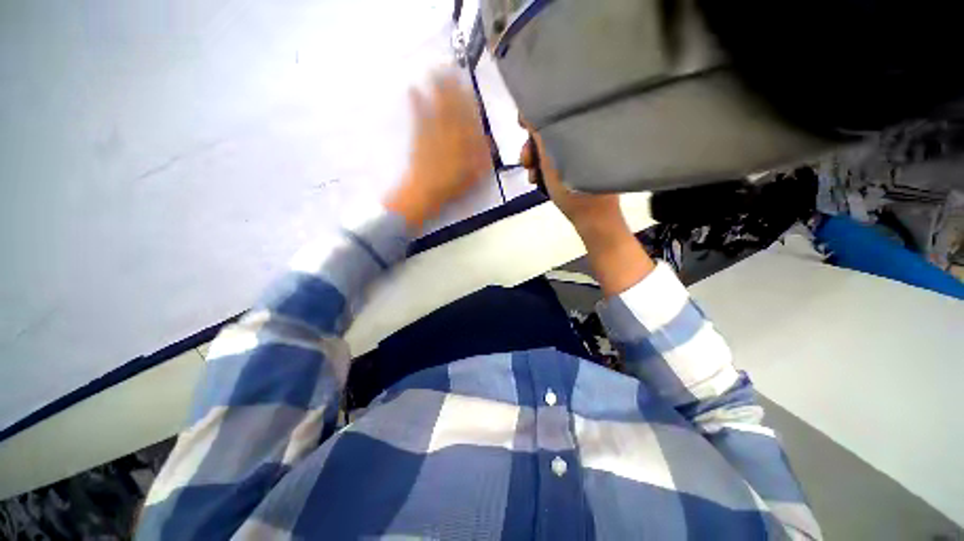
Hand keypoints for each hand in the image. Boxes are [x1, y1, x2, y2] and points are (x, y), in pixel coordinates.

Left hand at [385, 70, 491, 227]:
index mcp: (464, 144)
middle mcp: (449, 134)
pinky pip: (418, 117)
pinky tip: (412, 90)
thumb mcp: (475, 177)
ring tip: (433, 70)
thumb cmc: (452, 188)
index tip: (467, 84)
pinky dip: (415, 103)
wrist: (425, 195)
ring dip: (434, 89)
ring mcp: (432, 134)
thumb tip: (487, 139)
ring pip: (435, 107)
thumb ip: (483, 158)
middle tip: (448, 66)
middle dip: (450, 86)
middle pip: (451, 107)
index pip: (469, 118)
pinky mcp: (418, 138)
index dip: (467, 100)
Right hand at [520, 125, 654, 295]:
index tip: (521, 126)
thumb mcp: (550, 160)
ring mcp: (584, 153)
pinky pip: (558, 161)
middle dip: (532, 147)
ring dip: (535, 162)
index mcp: (583, 128)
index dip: (535, 118)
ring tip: (531, 177)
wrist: (593, 218)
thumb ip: (539, 135)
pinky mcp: (581, 167)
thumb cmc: (572, 189)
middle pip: (551, 131)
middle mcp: (586, 136)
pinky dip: (545, 169)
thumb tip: (528, 112)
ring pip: (552, 149)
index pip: (555, 112)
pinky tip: (538, 182)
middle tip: (525, 161)